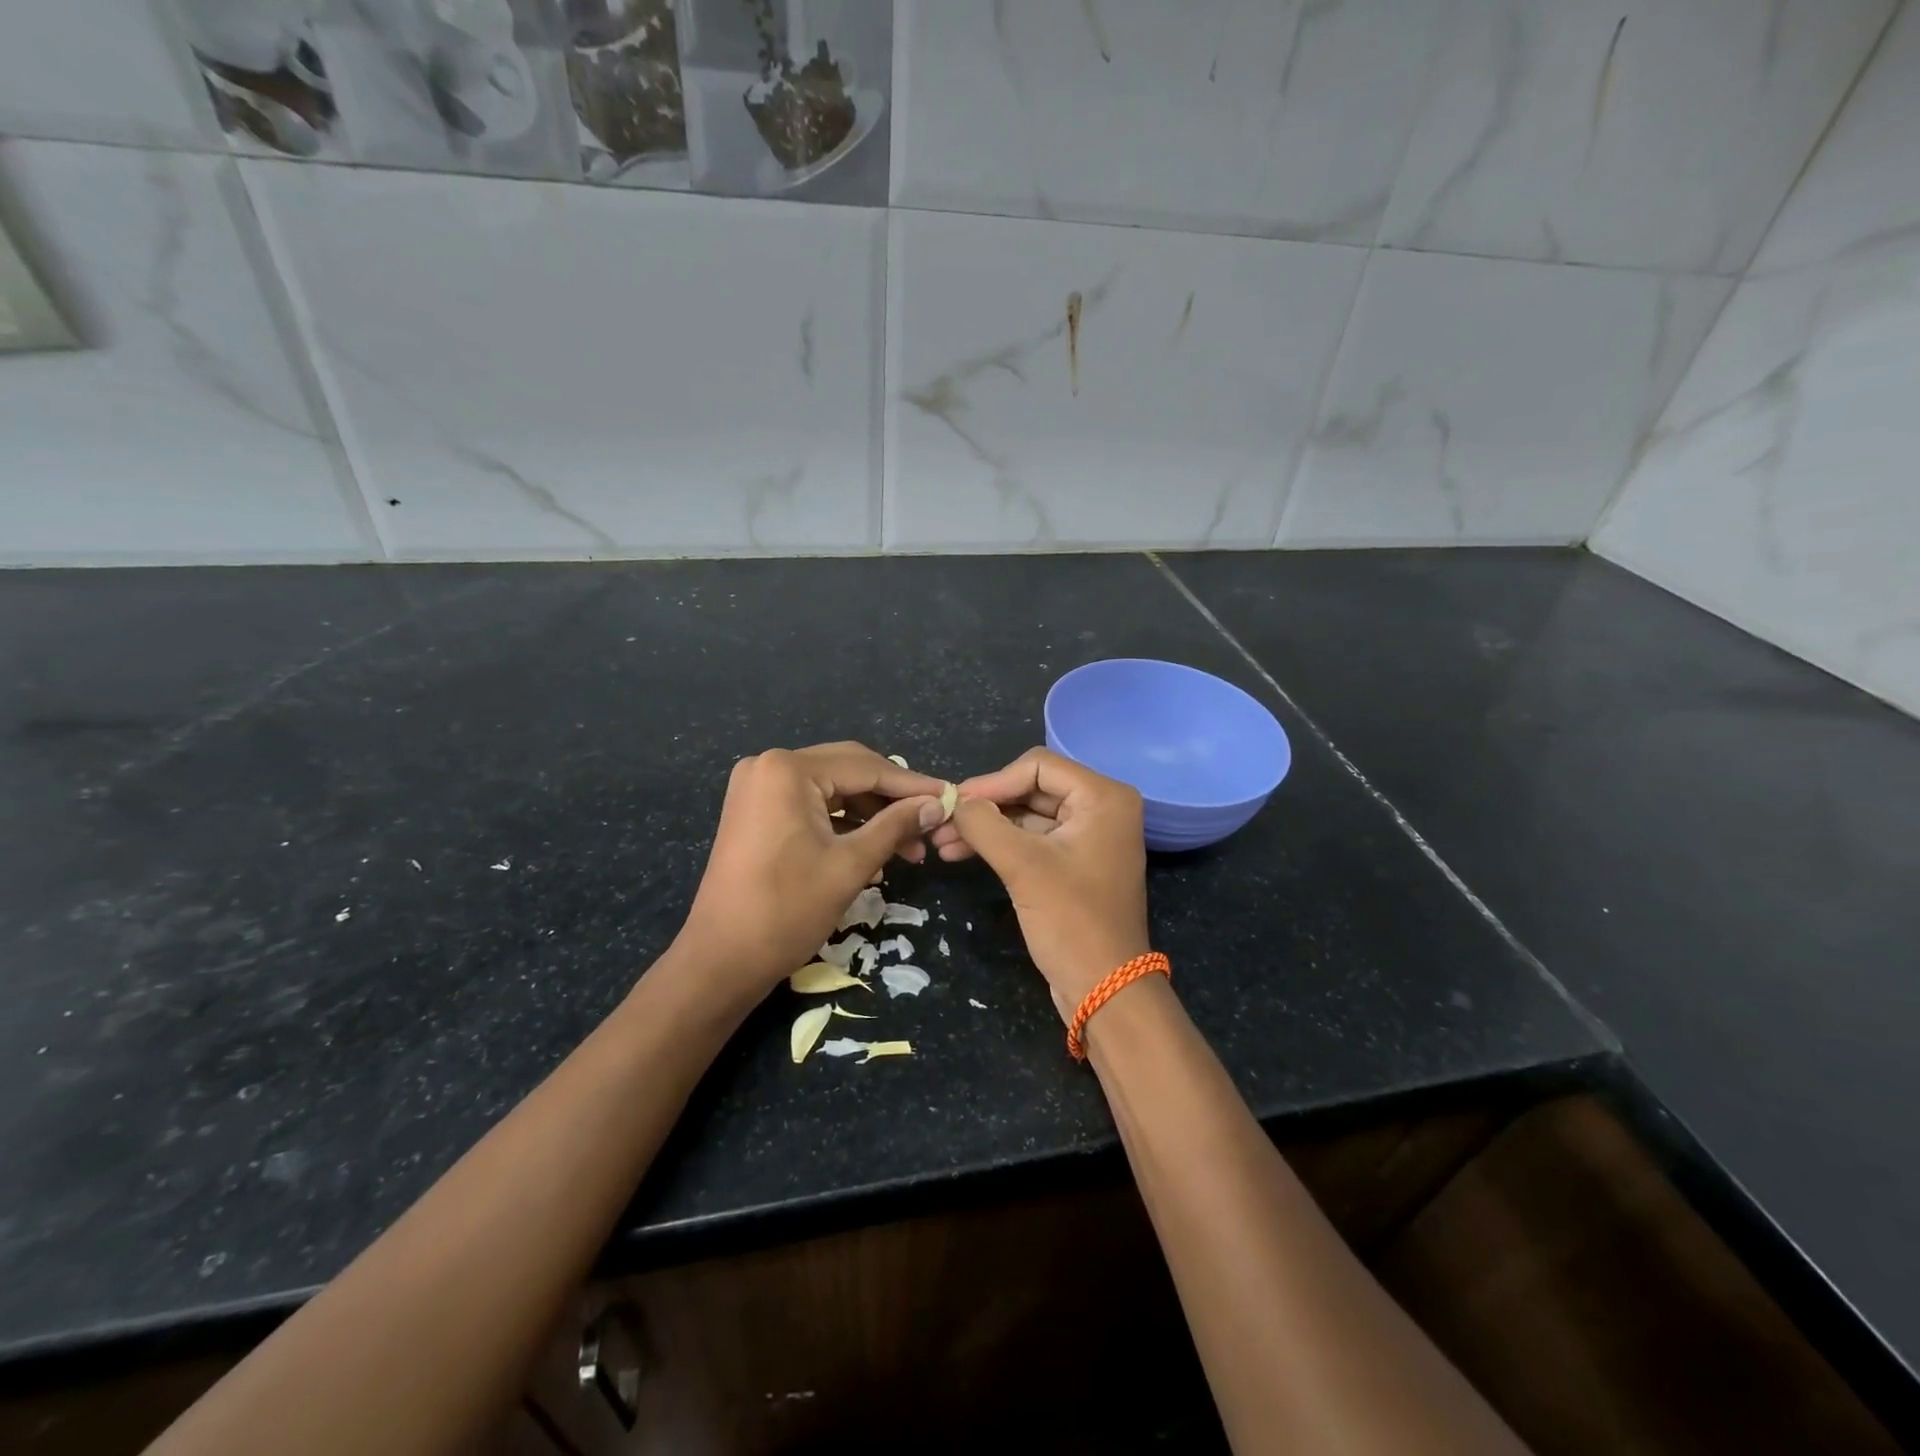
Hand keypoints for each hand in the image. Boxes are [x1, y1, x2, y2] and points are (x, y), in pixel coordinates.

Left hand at [674, 743, 947, 1004]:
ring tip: (908, 847)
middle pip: (849, 770)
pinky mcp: (756, 809)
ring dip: (871, 813)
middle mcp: (769, 765)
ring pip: (832, 788)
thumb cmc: (787, 911)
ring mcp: (758, 786)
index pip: (866, 767)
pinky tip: (874, 847)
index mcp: (788, 770)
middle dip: (892, 799)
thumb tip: (937, 804)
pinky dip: (843, 822)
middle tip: (931, 822)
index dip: (912, 785)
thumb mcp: (850, 865)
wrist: (720, 960)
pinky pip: (811, 803)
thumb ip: (896, 826)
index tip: (951, 798)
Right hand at [937, 747, 1150, 1021]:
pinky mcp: (1075, 861)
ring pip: (1027, 815)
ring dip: (987, 827)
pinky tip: (962, 853)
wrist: (1105, 990)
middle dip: (985, 807)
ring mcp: (1089, 835)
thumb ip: (984, 824)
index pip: (1037, 766)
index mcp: (1103, 797)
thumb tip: (953, 801)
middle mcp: (1101, 807)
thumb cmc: (1071, 921)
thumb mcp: (1023, 866)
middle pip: (1031, 788)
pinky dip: (1000, 844)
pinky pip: (1033, 839)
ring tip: (942, 843)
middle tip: (941, 823)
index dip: (992, 782)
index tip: (953, 805)